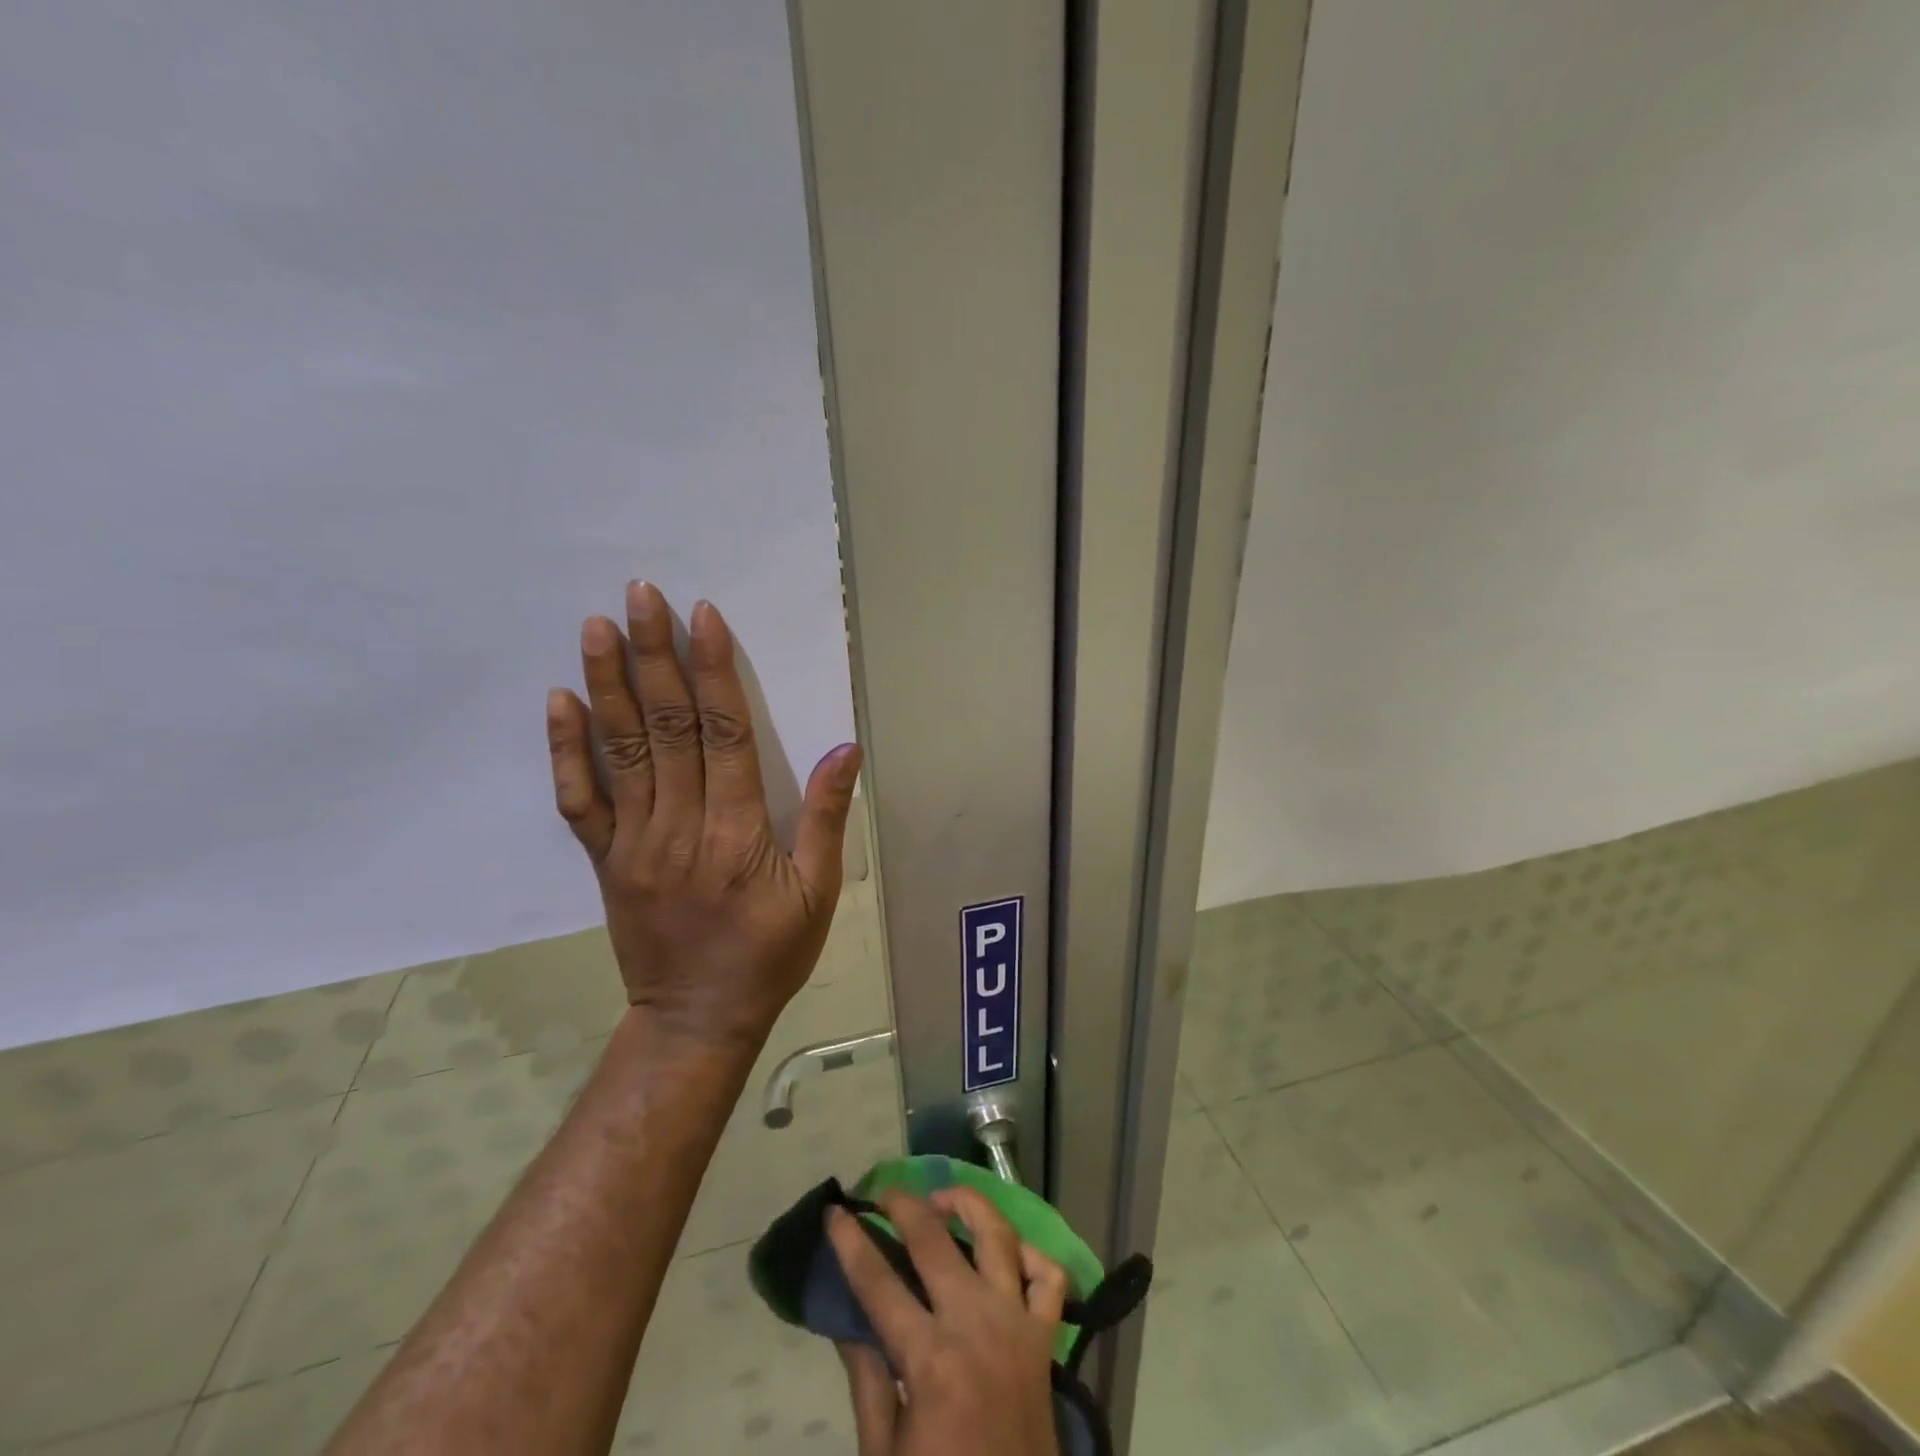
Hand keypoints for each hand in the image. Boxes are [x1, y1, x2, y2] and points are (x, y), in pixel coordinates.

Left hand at [546, 581, 861, 1051]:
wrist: (698, 1018)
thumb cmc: (770, 954)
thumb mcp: (819, 893)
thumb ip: (827, 818)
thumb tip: (846, 748)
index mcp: (736, 832)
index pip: (724, 735)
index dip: (715, 672)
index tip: (703, 618)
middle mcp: (679, 826)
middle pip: (667, 727)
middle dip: (654, 656)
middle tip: (640, 595)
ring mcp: (634, 842)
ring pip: (620, 752)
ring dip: (607, 685)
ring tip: (597, 627)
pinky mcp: (606, 861)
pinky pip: (580, 800)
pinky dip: (566, 750)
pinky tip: (560, 701)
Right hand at [829, 1187, 1065, 1455]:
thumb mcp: (884, 1451)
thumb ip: (868, 1379)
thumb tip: (847, 1318)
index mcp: (930, 1360)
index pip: (878, 1282)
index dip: (851, 1242)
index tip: (836, 1211)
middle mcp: (975, 1326)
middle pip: (935, 1240)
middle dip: (904, 1205)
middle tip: (884, 1194)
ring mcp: (1017, 1325)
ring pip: (998, 1236)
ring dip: (968, 1206)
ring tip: (942, 1200)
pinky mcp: (1046, 1339)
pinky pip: (1048, 1277)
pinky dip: (1030, 1254)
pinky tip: (1006, 1250)